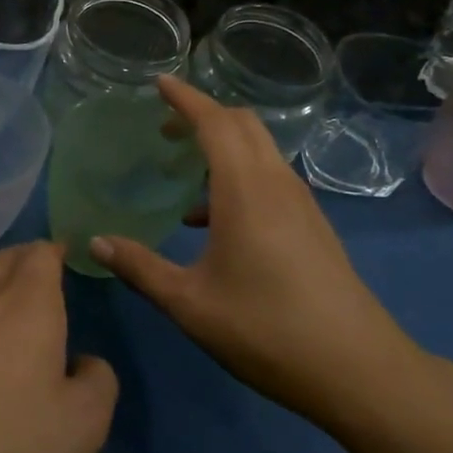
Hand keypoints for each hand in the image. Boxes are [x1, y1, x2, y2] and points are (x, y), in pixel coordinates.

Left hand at [0, 241, 117, 452]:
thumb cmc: (6, 447)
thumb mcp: (83, 427)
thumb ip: (98, 382)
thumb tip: (84, 363)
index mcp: (29, 305)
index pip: (41, 254)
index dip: (55, 251)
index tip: (65, 258)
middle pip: (4, 260)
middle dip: (25, 260)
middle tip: (41, 277)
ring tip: (3, 309)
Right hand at [90, 76, 421, 431]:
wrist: (357, 370)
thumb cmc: (265, 330)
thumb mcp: (190, 303)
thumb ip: (140, 268)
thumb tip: (95, 242)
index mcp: (245, 190)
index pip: (215, 122)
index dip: (185, 98)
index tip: (159, 82)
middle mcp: (276, 183)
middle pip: (243, 125)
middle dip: (204, 115)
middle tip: (165, 128)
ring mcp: (301, 203)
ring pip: (260, 150)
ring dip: (223, 145)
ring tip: (183, 171)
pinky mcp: (313, 225)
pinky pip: (270, 177)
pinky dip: (239, 174)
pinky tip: (213, 221)